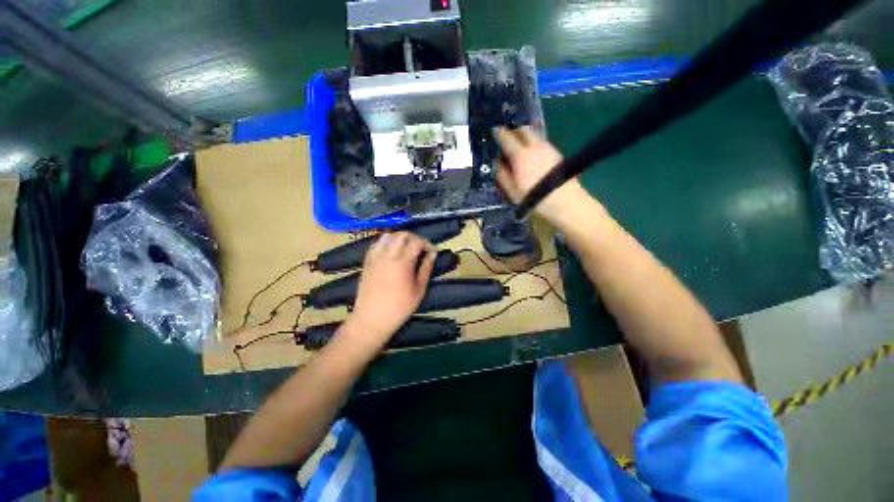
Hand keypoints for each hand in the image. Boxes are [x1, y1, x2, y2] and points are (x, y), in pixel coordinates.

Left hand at [344, 232, 436, 350]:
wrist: (372, 318)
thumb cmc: (399, 307)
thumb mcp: (419, 289)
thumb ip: (426, 269)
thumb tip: (432, 255)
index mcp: (403, 262)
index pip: (417, 242)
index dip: (427, 244)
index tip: (432, 252)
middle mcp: (388, 255)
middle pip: (402, 235)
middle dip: (414, 238)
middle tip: (420, 248)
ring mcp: (376, 257)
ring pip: (388, 236)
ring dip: (399, 238)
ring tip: (405, 248)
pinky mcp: (367, 261)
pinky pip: (376, 244)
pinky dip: (386, 242)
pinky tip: (391, 251)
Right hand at [495, 127, 589, 223]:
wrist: (565, 202)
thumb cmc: (534, 199)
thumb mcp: (512, 191)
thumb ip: (502, 175)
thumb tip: (497, 163)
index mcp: (521, 155)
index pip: (507, 138)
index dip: (499, 133)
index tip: (494, 131)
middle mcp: (535, 147)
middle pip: (524, 130)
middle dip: (515, 131)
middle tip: (509, 139)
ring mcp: (549, 149)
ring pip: (535, 135)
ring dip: (526, 138)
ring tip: (521, 148)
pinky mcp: (558, 154)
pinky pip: (543, 144)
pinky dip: (535, 145)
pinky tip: (534, 157)